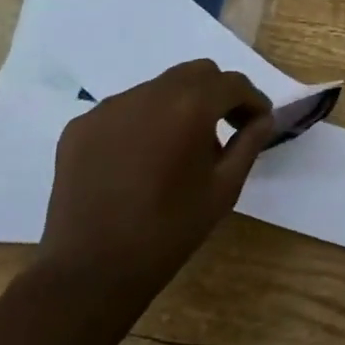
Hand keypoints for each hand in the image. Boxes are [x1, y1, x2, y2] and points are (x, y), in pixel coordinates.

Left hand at [41, 60, 273, 295]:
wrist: (91, 270)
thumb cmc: (170, 231)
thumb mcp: (224, 189)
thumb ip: (249, 144)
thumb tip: (263, 119)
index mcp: (189, 107)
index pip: (232, 84)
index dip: (252, 100)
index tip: (259, 123)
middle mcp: (148, 94)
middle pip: (196, 73)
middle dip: (218, 93)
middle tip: (226, 127)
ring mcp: (109, 107)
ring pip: (159, 88)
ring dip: (179, 105)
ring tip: (180, 147)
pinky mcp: (81, 126)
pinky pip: (125, 109)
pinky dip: (144, 122)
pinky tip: (142, 158)